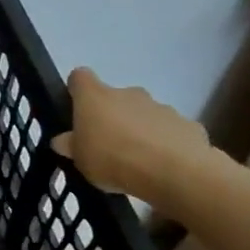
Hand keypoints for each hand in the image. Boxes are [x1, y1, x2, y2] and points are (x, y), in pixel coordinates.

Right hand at [51, 67, 218, 207]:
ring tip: (138, 160)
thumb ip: (71, 146)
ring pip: (144, 114)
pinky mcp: (187, 124)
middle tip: (108, 144)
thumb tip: (62, 140)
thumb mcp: (79, 159)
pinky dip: (165, 143)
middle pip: (115, 97)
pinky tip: (163, 166)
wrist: (173, 172)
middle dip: (112, 116)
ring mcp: (161, 107)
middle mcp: (128, 93)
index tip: (76, 108)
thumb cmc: (113, 159)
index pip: (80, 77)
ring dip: (139, 130)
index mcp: (95, 97)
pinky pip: (170, 131)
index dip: (77, 90)